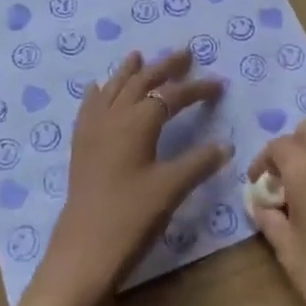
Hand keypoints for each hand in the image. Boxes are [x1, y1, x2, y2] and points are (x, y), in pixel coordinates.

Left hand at [17, 50, 228, 305]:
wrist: (83, 251)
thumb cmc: (131, 218)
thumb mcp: (171, 189)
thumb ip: (198, 163)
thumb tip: (225, 145)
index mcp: (138, 122)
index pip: (171, 95)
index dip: (196, 88)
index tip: (219, 85)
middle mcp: (113, 116)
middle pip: (141, 82)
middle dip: (164, 67)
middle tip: (185, 54)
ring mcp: (92, 129)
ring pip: (113, 88)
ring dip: (130, 72)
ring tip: (139, 56)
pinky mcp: (81, 146)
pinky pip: (90, 106)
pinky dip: (100, 92)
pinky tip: (98, 88)